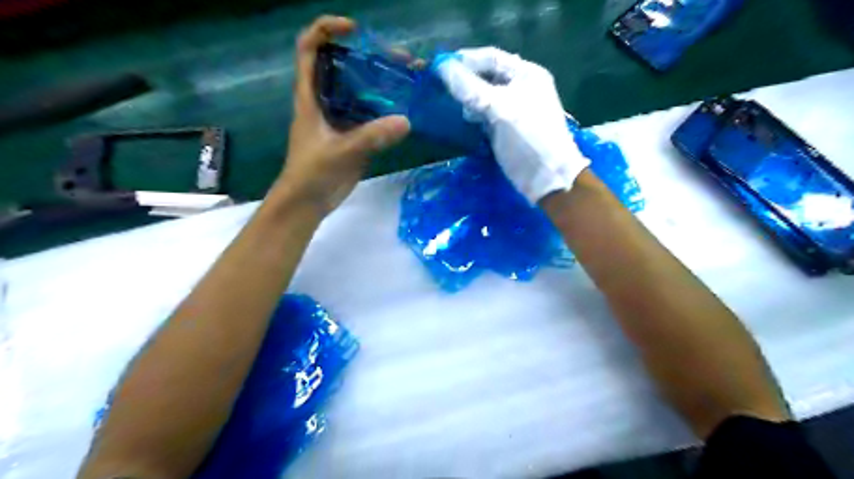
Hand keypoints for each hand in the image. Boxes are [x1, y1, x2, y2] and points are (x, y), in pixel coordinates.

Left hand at [276, 17, 409, 213]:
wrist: (309, 203)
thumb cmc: (311, 173)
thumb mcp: (340, 151)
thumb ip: (371, 137)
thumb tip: (407, 121)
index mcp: (310, 96)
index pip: (310, 48)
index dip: (327, 29)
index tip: (355, 30)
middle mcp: (326, 101)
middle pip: (346, 67)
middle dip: (372, 57)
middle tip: (403, 60)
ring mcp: (341, 119)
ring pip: (362, 92)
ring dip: (385, 84)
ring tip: (413, 80)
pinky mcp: (354, 137)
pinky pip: (373, 116)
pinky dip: (389, 111)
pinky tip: (408, 110)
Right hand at [436, 47, 590, 203]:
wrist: (547, 177)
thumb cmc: (528, 138)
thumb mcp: (500, 109)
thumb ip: (470, 88)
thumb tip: (442, 67)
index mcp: (526, 74)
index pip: (491, 58)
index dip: (465, 60)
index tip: (439, 66)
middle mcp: (520, 88)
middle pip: (486, 77)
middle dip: (465, 81)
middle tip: (441, 87)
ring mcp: (513, 109)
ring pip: (484, 97)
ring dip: (468, 100)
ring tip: (452, 107)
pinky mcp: (506, 128)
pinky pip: (485, 115)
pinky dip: (473, 116)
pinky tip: (464, 120)